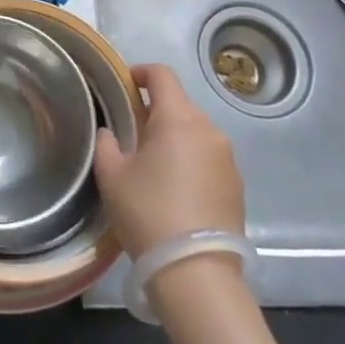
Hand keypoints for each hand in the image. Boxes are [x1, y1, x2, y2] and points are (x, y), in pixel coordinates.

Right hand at [94, 63, 244, 258]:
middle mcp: (209, 130)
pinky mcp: (237, 185)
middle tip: (131, 131)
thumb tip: (111, 133)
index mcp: (178, 119)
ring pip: (196, 132)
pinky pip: (209, 158)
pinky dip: (191, 161)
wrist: (196, 271)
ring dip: (175, 137)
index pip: (162, 75)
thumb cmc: (148, 213)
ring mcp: (229, 158)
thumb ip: (107, 144)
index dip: (141, 72)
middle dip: (156, 110)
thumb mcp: (112, 176)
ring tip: (153, 164)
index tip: (124, 83)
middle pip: (181, 104)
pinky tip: (175, 189)